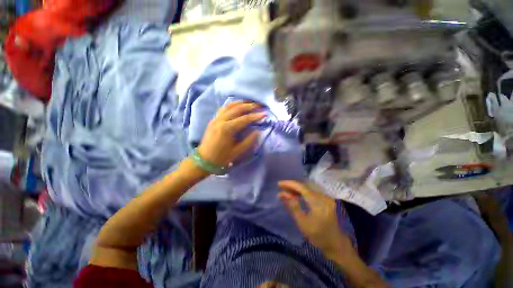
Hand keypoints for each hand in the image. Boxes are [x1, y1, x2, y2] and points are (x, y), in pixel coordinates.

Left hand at [198, 101, 264, 167]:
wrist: (204, 159)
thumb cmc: (222, 157)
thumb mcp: (237, 152)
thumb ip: (249, 141)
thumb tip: (258, 131)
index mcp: (227, 129)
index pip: (244, 119)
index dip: (255, 116)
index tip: (264, 113)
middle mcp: (221, 120)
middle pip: (237, 109)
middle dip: (250, 106)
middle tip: (259, 105)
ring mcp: (216, 118)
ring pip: (229, 106)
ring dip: (241, 103)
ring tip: (250, 102)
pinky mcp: (213, 119)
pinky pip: (224, 108)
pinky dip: (232, 104)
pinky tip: (238, 105)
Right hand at [278, 181, 352, 256]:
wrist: (336, 244)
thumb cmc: (318, 236)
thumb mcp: (303, 223)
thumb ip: (293, 206)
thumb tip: (282, 194)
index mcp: (318, 202)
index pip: (302, 187)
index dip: (290, 184)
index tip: (279, 184)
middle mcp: (323, 196)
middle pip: (305, 186)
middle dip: (292, 186)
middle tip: (281, 188)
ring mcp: (326, 197)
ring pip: (308, 188)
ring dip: (296, 189)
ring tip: (286, 191)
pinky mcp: (326, 200)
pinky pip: (311, 192)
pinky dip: (302, 192)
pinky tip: (296, 195)